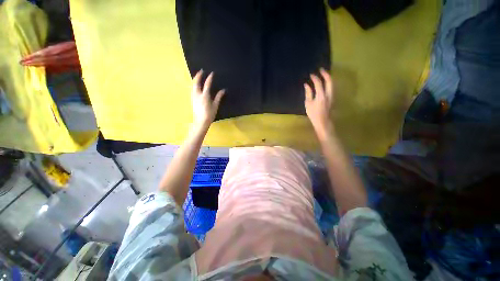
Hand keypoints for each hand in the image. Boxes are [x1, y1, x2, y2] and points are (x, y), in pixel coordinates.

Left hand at [191, 70, 225, 128]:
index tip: (211, 73)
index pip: (207, 84)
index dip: (209, 78)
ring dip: (195, 79)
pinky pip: (192, 89)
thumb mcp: (215, 105)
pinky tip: (195, 85)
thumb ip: (219, 97)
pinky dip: (194, 85)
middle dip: (198, 76)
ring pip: (193, 85)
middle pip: (196, 82)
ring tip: (197, 76)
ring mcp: (193, 97)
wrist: (201, 121)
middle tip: (201, 71)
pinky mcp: (192, 99)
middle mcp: (198, 94)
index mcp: (205, 96)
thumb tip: (223, 90)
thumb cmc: (210, 114)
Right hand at [304, 68, 334, 137]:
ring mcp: (332, 95)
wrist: (323, 121)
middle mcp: (328, 93)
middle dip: (325, 74)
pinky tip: (324, 83)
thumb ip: (308, 93)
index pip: (319, 83)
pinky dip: (328, 83)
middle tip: (321, 70)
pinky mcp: (332, 97)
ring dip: (328, 78)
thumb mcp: (308, 103)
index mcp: (321, 95)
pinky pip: (331, 87)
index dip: (315, 77)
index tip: (311, 74)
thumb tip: (307, 85)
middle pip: (329, 80)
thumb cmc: (313, 113)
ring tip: (323, 75)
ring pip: (332, 83)